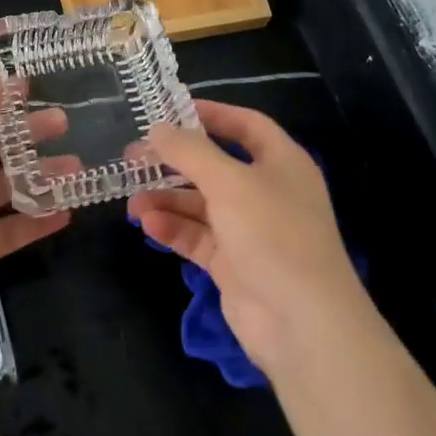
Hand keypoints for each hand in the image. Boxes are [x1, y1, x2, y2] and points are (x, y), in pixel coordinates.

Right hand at [129, 100, 362, 374]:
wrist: (303, 323)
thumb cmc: (272, 234)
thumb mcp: (229, 182)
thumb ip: (190, 151)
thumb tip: (157, 128)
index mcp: (281, 162)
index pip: (245, 125)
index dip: (210, 114)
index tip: (169, 111)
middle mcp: (267, 191)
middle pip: (215, 165)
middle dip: (175, 161)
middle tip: (134, 156)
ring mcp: (250, 230)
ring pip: (201, 203)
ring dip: (167, 198)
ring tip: (133, 200)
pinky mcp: (234, 264)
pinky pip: (198, 236)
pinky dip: (174, 228)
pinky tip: (148, 224)